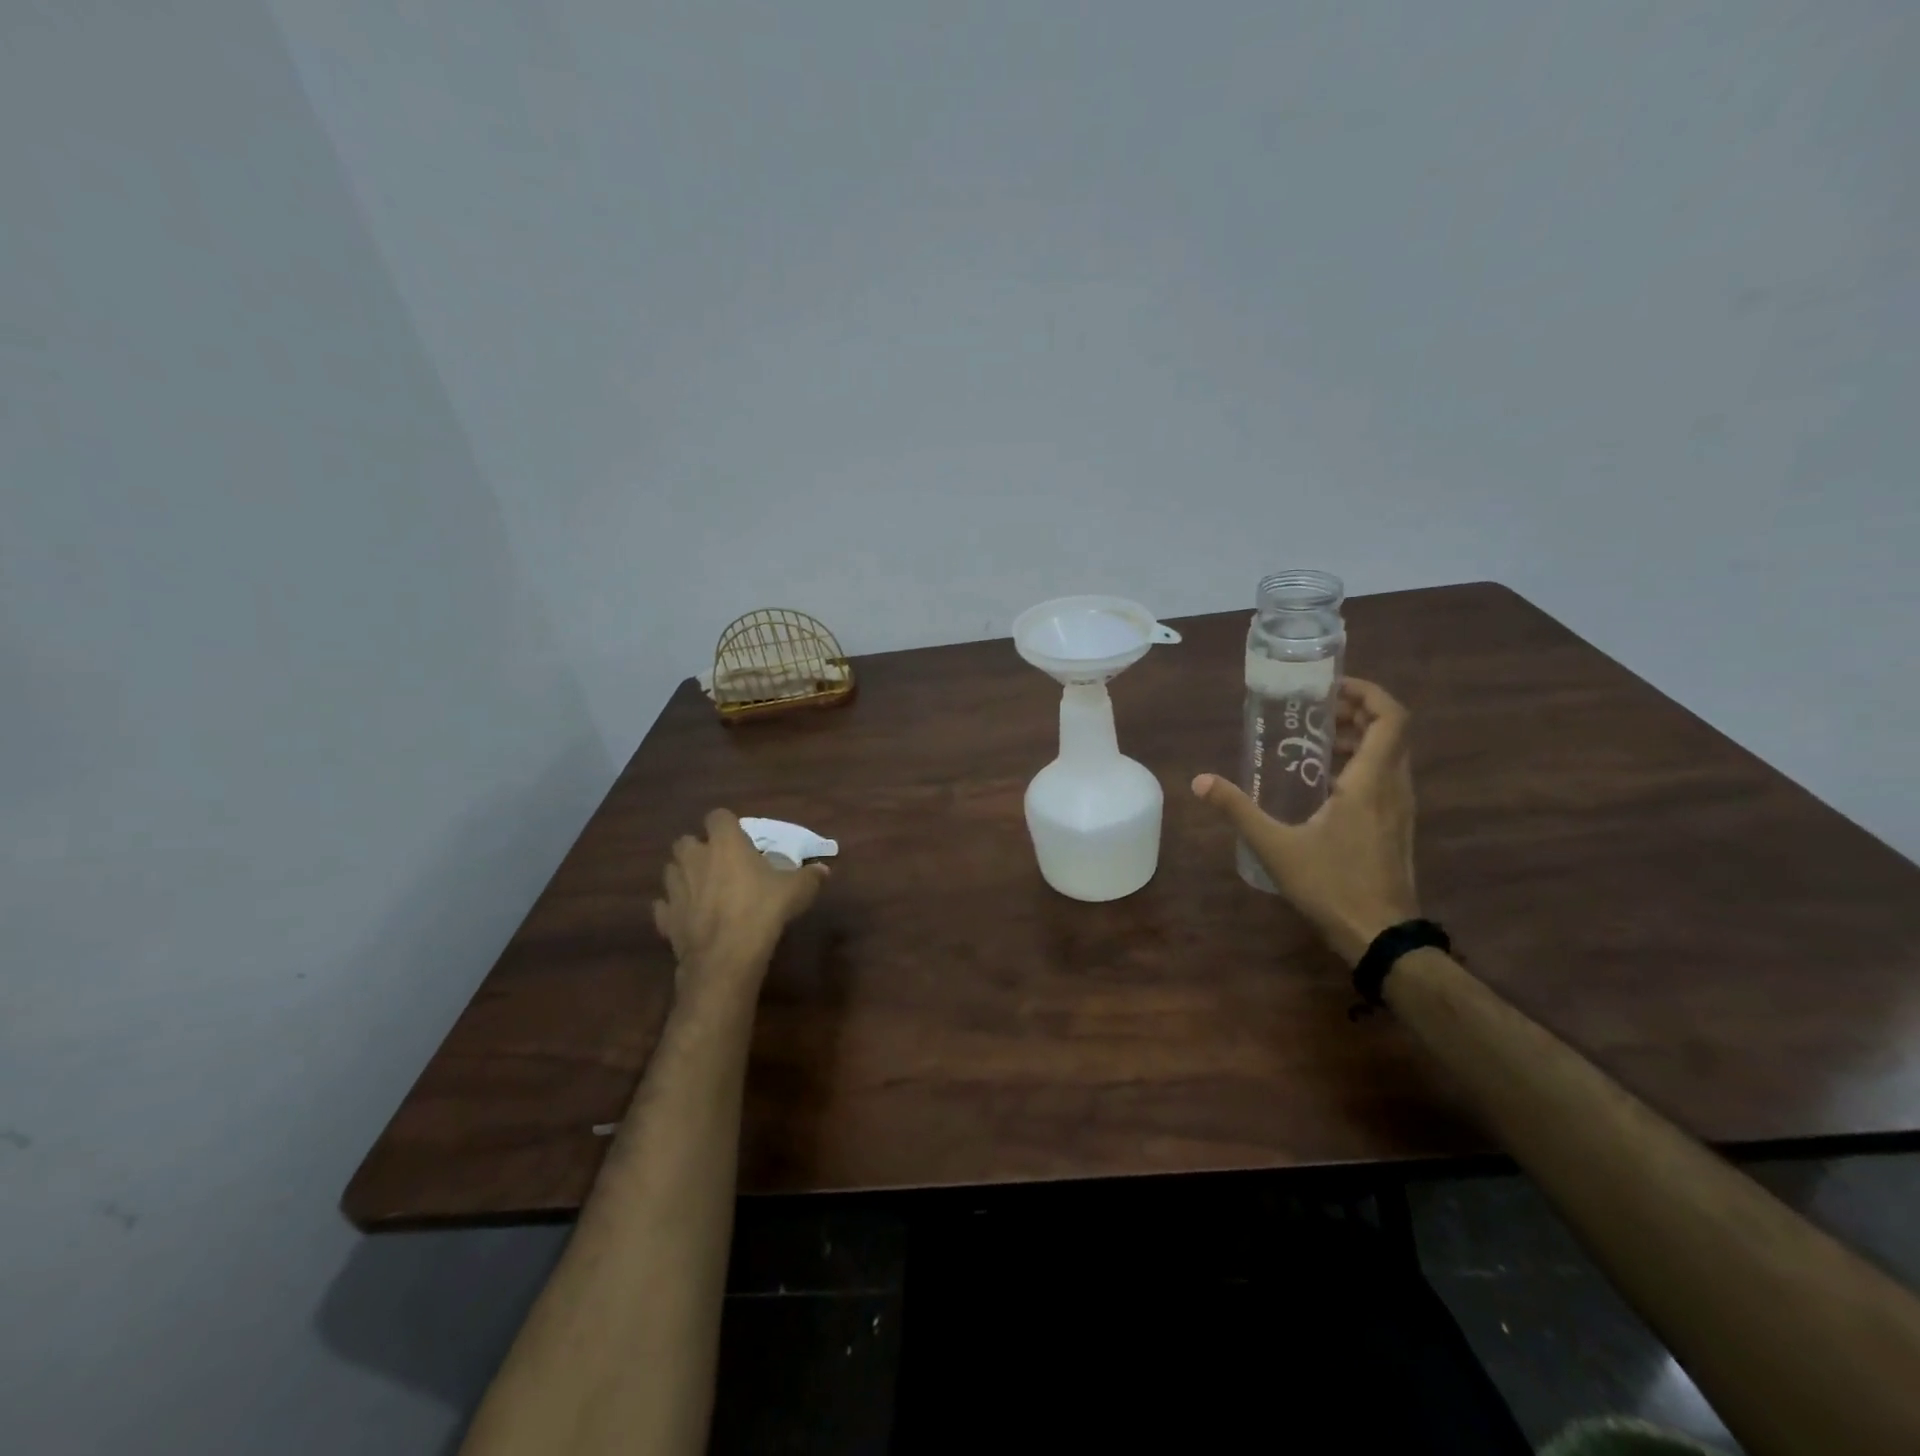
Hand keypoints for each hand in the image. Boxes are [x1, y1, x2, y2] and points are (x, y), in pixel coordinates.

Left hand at [653, 809, 829, 982]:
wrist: (727, 956)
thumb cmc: (763, 910)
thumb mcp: (797, 890)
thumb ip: (810, 876)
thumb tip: (824, 870)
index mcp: (725, 843)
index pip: (718, 816)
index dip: (727, 825)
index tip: (740, 839)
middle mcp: (695, 858)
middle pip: (686, 841)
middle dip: (699, 849)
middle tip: (720, 864)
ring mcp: (676, 888)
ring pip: (671, 870)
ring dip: (684, 875)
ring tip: (702, 889)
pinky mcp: (666, 917)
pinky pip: (665, 906)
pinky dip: (674, 908)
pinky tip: (689, 917)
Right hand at [1193, 678, 1419, 965]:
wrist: (1381, 937)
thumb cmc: (1332, 886)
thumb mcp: (1275, 847)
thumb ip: (1238, 810)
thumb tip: (1200, 781)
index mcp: (1371, 783)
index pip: (1391, 718)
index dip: (1368, 693)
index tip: (1332, 688)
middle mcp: (1394, 788)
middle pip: (1391, 732)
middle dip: (1357, 712)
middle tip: (1315, 711)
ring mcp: (1401, 810)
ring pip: (1391, 756)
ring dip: (1360, 739)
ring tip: (1315, 742)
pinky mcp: (1398, 828)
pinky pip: (1387, 779)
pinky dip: (1362, 765)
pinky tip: (1325, 784)